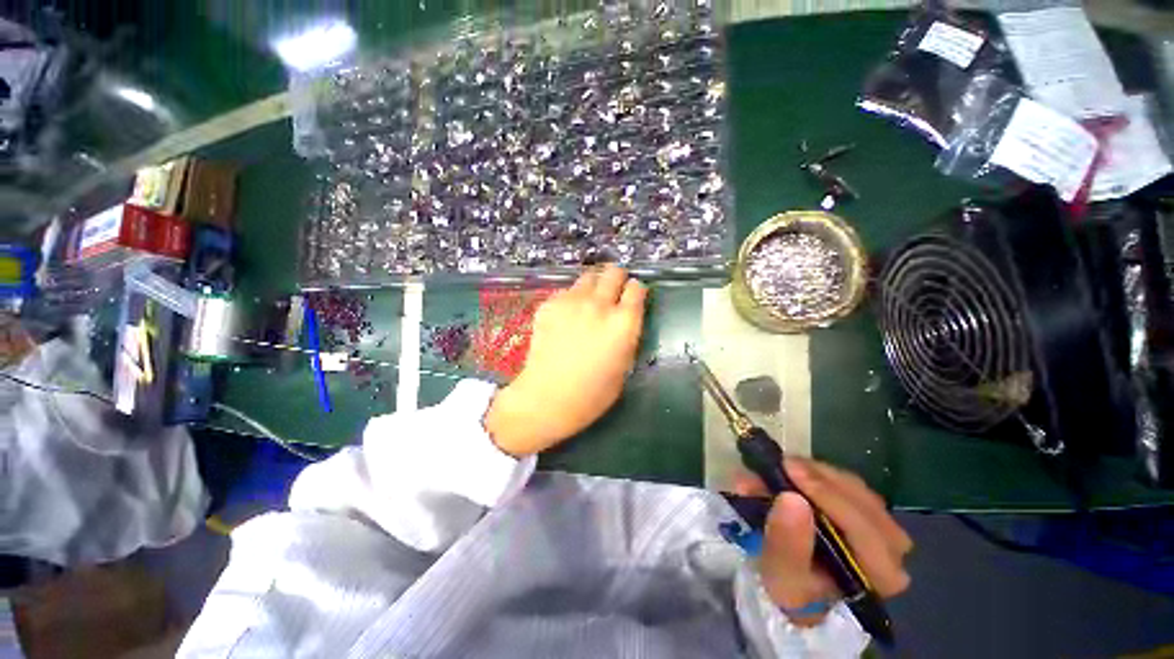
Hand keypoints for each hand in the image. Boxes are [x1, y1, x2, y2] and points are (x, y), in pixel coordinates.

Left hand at [484, 265, 647, 455]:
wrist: (547, 397)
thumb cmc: (592, 393)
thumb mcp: (624, 366)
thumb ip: (627, 337)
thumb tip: (624, 321)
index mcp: (624, 322)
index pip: (636, 288)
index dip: (636, 291)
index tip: (632, 297)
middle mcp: (600, 304)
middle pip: (613, 272)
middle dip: (616, 278)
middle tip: (612, 291)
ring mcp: (572, 301)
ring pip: (588, 277)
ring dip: (593, 285)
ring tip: (589, 301)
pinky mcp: (550, 304)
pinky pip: (566, 291)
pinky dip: (571, 299)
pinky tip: (566, 316)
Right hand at [734, 458, 912, 626]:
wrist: (795, 583)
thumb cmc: (790, 586)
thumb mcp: (780, 576)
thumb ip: (786, 543)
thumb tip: (791, 498)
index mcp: (882, 577)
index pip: (867, 532)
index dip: (829, 499)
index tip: (790, 472)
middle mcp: (893, 551)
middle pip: (866, 504)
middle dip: (823, 482)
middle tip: (785, 465)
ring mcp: (882, 526)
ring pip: (857, 488)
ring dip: (819, 474)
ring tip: (785, 467)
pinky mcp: (865, 509)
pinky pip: (848, 483)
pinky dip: (820, 473)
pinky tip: (798, 471)